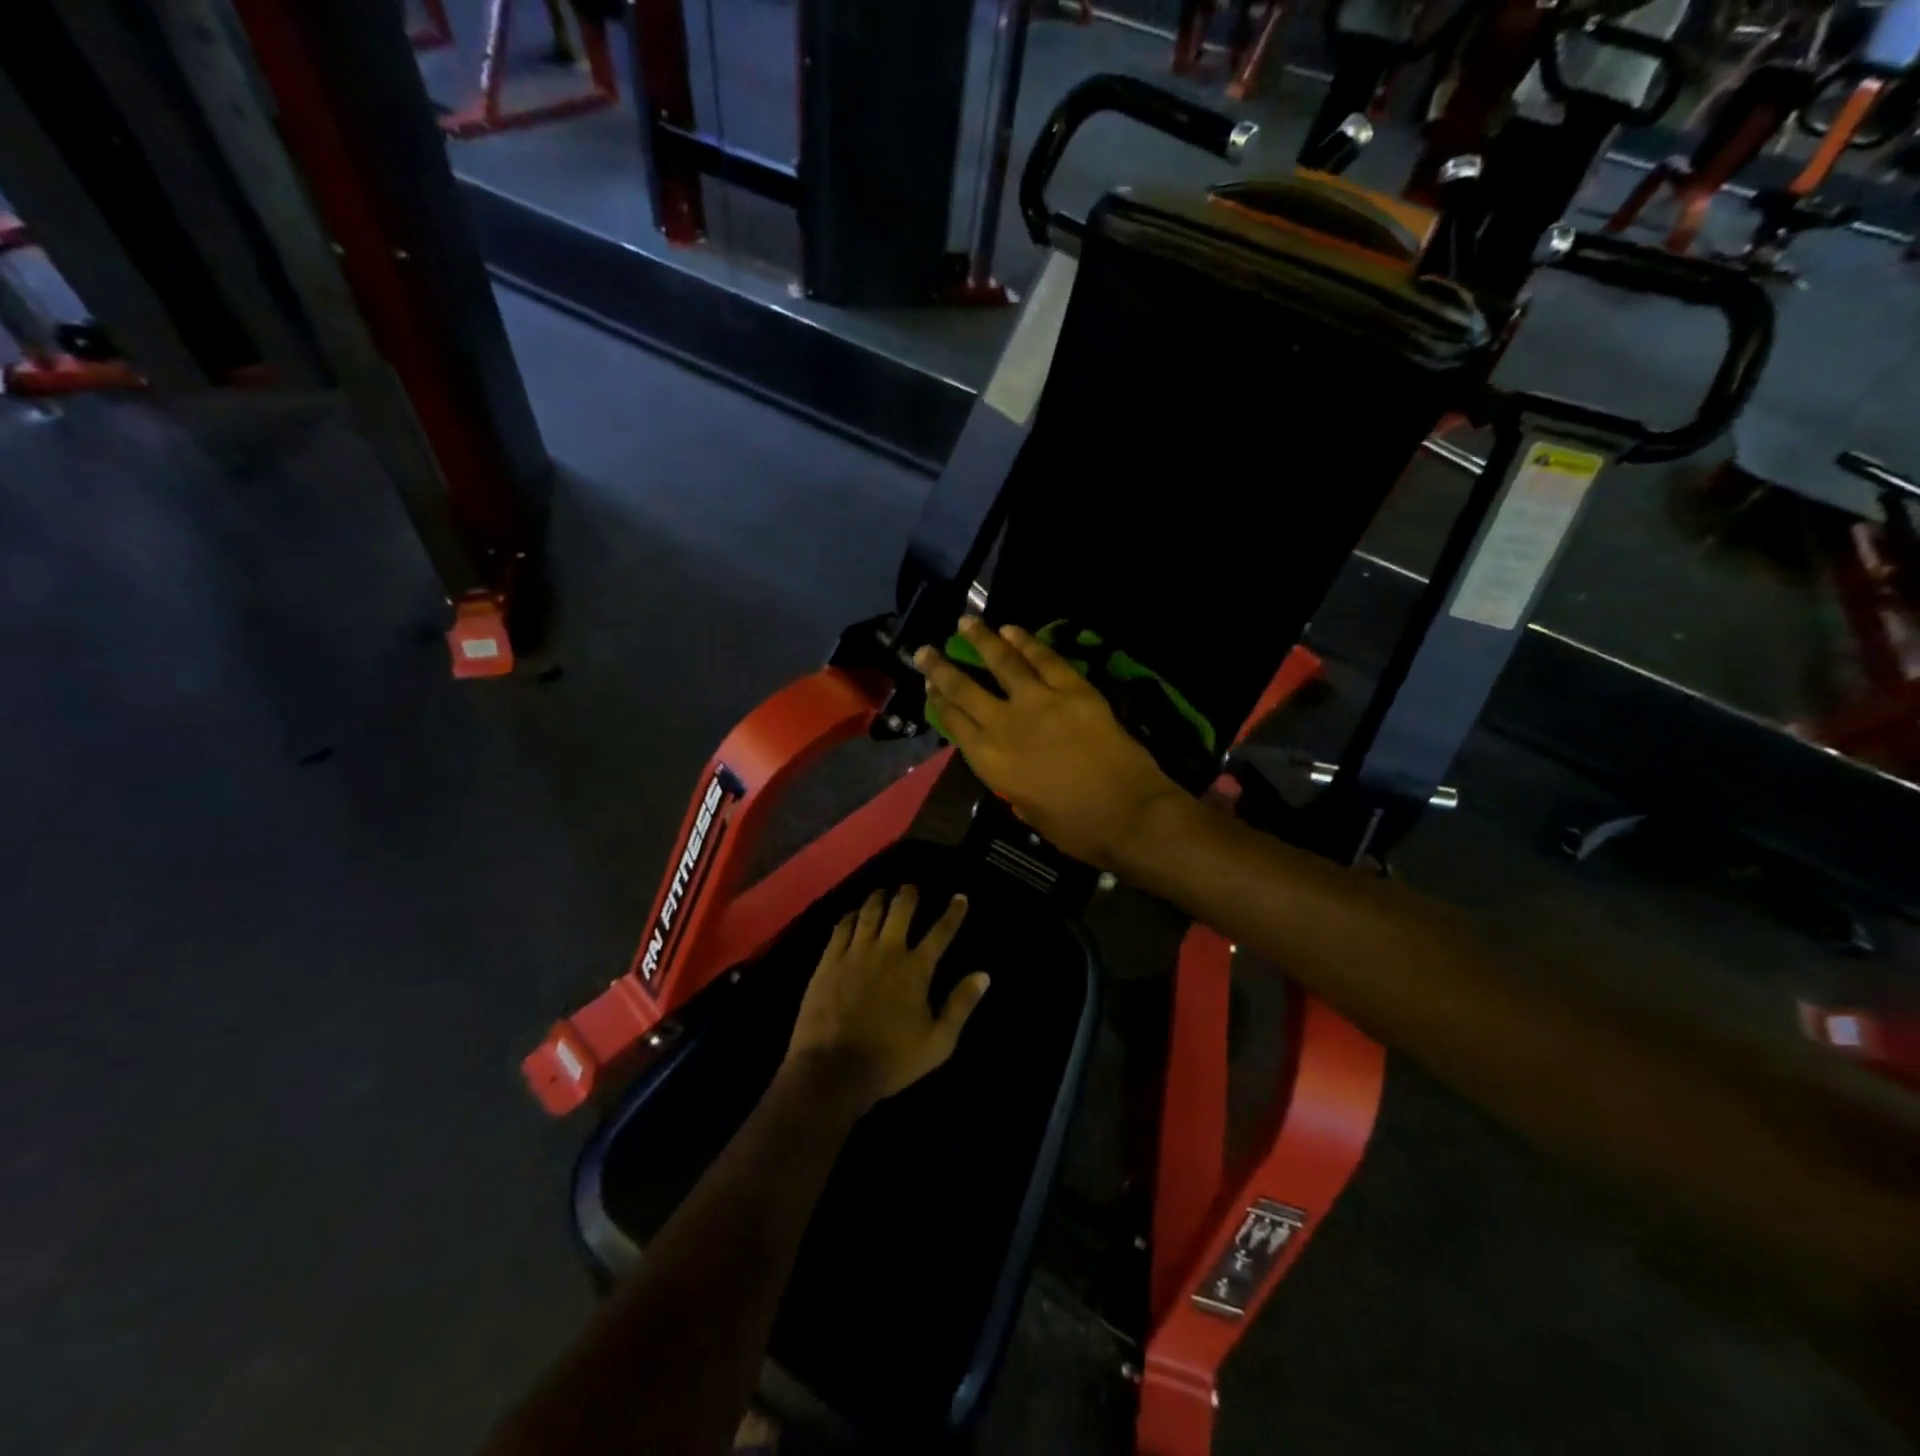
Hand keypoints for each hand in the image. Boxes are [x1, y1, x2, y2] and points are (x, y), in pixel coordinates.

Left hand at [786, 886, 989, 1108]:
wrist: (833, 1069)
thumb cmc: (891, 1059)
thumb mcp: (938, 1042)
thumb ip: (961, 1005)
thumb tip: (984, 976)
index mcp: (916, 969)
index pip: (940, 932)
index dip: (953, 913)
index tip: (960, 897)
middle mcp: (888, 951)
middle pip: (901, 910)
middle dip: (909, 894)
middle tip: (911, 887)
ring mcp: (855, 953)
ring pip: (869, 913)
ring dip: (878, 898)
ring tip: (882, 892)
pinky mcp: (829, 961)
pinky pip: (841, 928)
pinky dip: (850, 916)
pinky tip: (852, 914)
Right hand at [914, 617, 1185, 869]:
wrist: (1127, 813)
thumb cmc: (1077, 827)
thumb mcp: (1029, 812)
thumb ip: (1013, 785)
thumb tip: (1014, 770)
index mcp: (990, 762)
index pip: (954, 723)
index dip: (938, 702)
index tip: (928, 686)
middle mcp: (1004, 725)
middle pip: (964, 690)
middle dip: (940, 668)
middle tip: (925, 650)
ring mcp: (1038, 702)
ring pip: (1001, 662)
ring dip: (981, 639)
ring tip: (966, 621)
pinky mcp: (1073, 689)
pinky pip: (1044, 659)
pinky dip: (1027, 642)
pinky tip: (1012, 630)